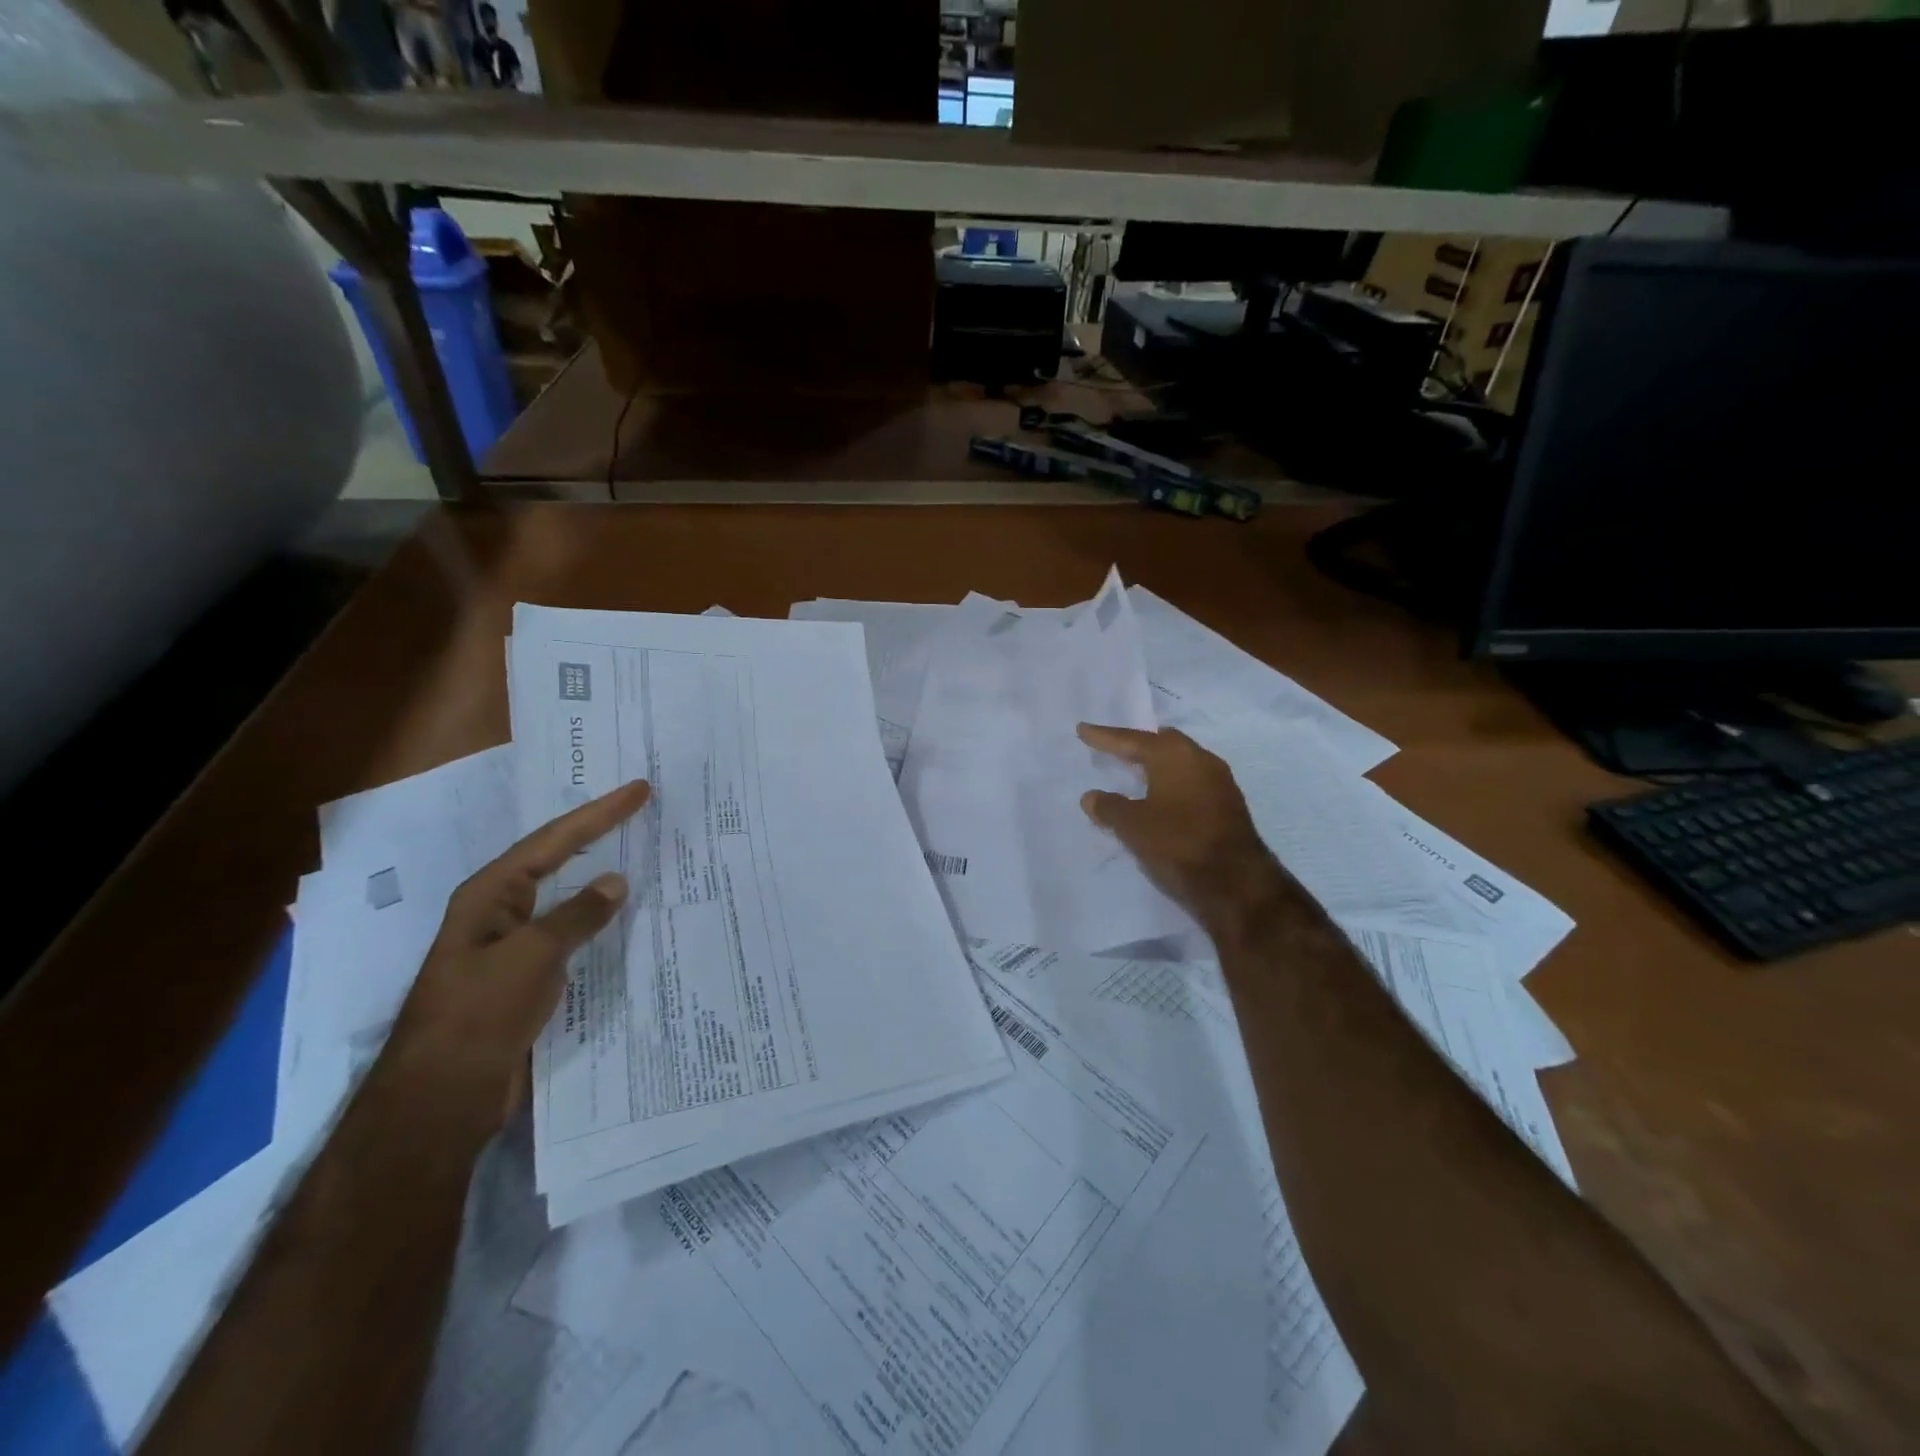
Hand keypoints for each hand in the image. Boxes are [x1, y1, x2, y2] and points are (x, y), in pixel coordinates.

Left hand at [384, 779, 652, 1131]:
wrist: (442, 1097)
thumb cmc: (480, 1014)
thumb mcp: (533, 956)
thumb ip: (577, 915)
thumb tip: (616, 881)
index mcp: (490, 895)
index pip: (553, 840)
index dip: (599, 813)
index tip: (639, 790)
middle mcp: (499, 912)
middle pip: (553, 859)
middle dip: (595, 832)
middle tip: (637, 808)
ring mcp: (511, 945)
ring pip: (562, 897)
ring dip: (597, 875)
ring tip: (637, 852)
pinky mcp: (524, 977)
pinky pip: (568, 933)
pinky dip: (596, 919)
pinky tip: (621, 917)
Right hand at [1077, 724, 1289, 929]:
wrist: (1235, 883)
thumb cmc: (1177, 843)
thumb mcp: (1133, 827)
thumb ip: (1109, 807)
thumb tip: (1091, 797)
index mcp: (1174, 755)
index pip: (1132, 740)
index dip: (1105, 737)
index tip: (1083, 730)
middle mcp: (1200, 759)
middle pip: (1162, 743)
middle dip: (1137, 744)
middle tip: (1115, 745)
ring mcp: (1220, 782)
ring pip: (1181, 763)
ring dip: (1158, 765)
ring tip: (1136, 769)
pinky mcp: (1229, 805)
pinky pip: (1192, 782)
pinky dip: (1172, 783)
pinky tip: (1162, 796)